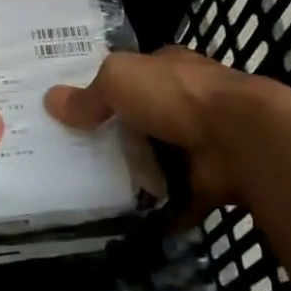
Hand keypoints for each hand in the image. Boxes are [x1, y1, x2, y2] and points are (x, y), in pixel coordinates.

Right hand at [44, 46, 264, 219]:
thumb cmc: (177, 96)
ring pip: (157, 160)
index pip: (133, 75)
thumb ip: (88, 95)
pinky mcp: (207, 181)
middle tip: (71, 157)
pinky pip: (174, 198)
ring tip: (88, 194)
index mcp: (169, 69)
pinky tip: (123, 221)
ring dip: (134, 176)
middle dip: (115, 137)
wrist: (239, 139)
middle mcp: (185, 103)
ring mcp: (199, 143)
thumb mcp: (120, 80)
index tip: (74, 111)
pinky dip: (157, 210)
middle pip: (141, 121)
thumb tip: (51, 101)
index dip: (106, 89)